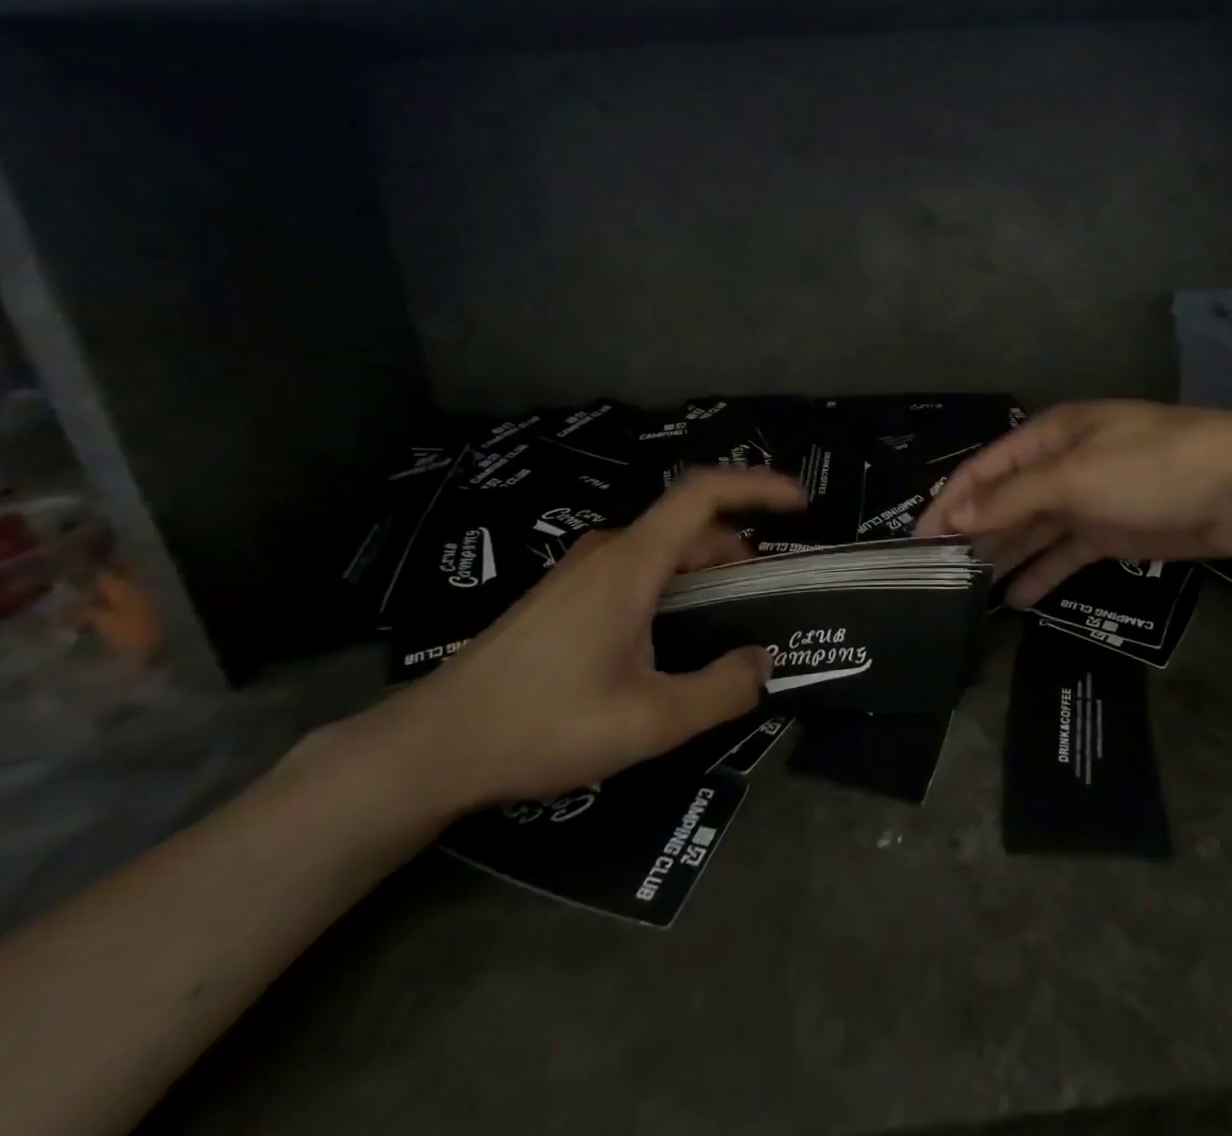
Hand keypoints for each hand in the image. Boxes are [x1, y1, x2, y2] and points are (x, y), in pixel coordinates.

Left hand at [376, 468, 807, 812]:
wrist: (431, 745)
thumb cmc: (541, 725)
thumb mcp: (646, 722)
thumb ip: (719, 692)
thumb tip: (765, 663)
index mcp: (631, 564)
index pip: (703, 493)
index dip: (757, 486)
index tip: (800, 503)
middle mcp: (608, 551)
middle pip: (690, 526)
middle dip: (741, 549)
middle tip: (773, 595)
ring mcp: (582, 570)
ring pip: (663, 550)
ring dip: (707, 570)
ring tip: (733, 620)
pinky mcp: (566, 593)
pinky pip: (638, 569)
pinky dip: (676, 584)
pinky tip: (676, 636)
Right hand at [916, 401, 1231, 606]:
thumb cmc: (1152, 467)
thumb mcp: (1074, 477)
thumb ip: (1013, 499)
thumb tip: (958, 517)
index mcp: (1049, 437)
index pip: (985, 469)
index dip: (950, 501)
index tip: (920, 540)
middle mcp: (1062, 465)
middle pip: (1006, 500)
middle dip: (974, 532)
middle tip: (939, 574)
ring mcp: (1089, 500)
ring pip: (1033, 530)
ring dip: (1004, 555)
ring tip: (968, 592)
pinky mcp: (1114, 533)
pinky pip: (1066, 554)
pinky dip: (1043, 574)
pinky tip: (1017, 600)